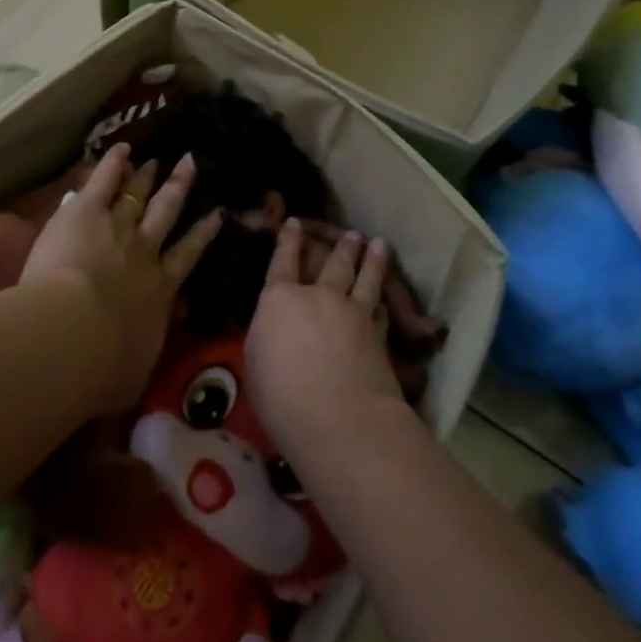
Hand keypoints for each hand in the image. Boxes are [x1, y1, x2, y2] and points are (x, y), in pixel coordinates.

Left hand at [21, 143, 221, 411]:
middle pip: (166, 214)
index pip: (186, 256)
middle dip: (179, 189)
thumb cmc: (103, 367)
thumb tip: (142, 358)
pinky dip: (112, 163)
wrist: (74, 334)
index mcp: (159, 291)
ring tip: (158, 159)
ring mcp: (118, 227)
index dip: (202, 233)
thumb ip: (140, 356)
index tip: (215, 214)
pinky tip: (121, 148)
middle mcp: (145, 252)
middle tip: (191, 164)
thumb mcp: (132, 373)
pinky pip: (103, 181)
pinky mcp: (87, 212)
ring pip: (138, 196)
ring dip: (147, 177)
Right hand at [245, 219, 405, 464]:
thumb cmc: (282, 396)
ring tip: (378, 244)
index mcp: (280, 300)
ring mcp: (353, 313)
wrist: (340, 419)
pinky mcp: (378, 335)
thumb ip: (267, 337)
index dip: (288, 240)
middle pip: (333, 263)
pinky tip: (385, 302)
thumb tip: (276, 329)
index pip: (282, 261)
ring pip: (365, 278)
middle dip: (341, 245)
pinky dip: (382, 303)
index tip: (294, 222)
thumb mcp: (256, 364)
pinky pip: (380, 311)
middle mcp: (319, 296)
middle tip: (351, 233)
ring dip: (372, 260)